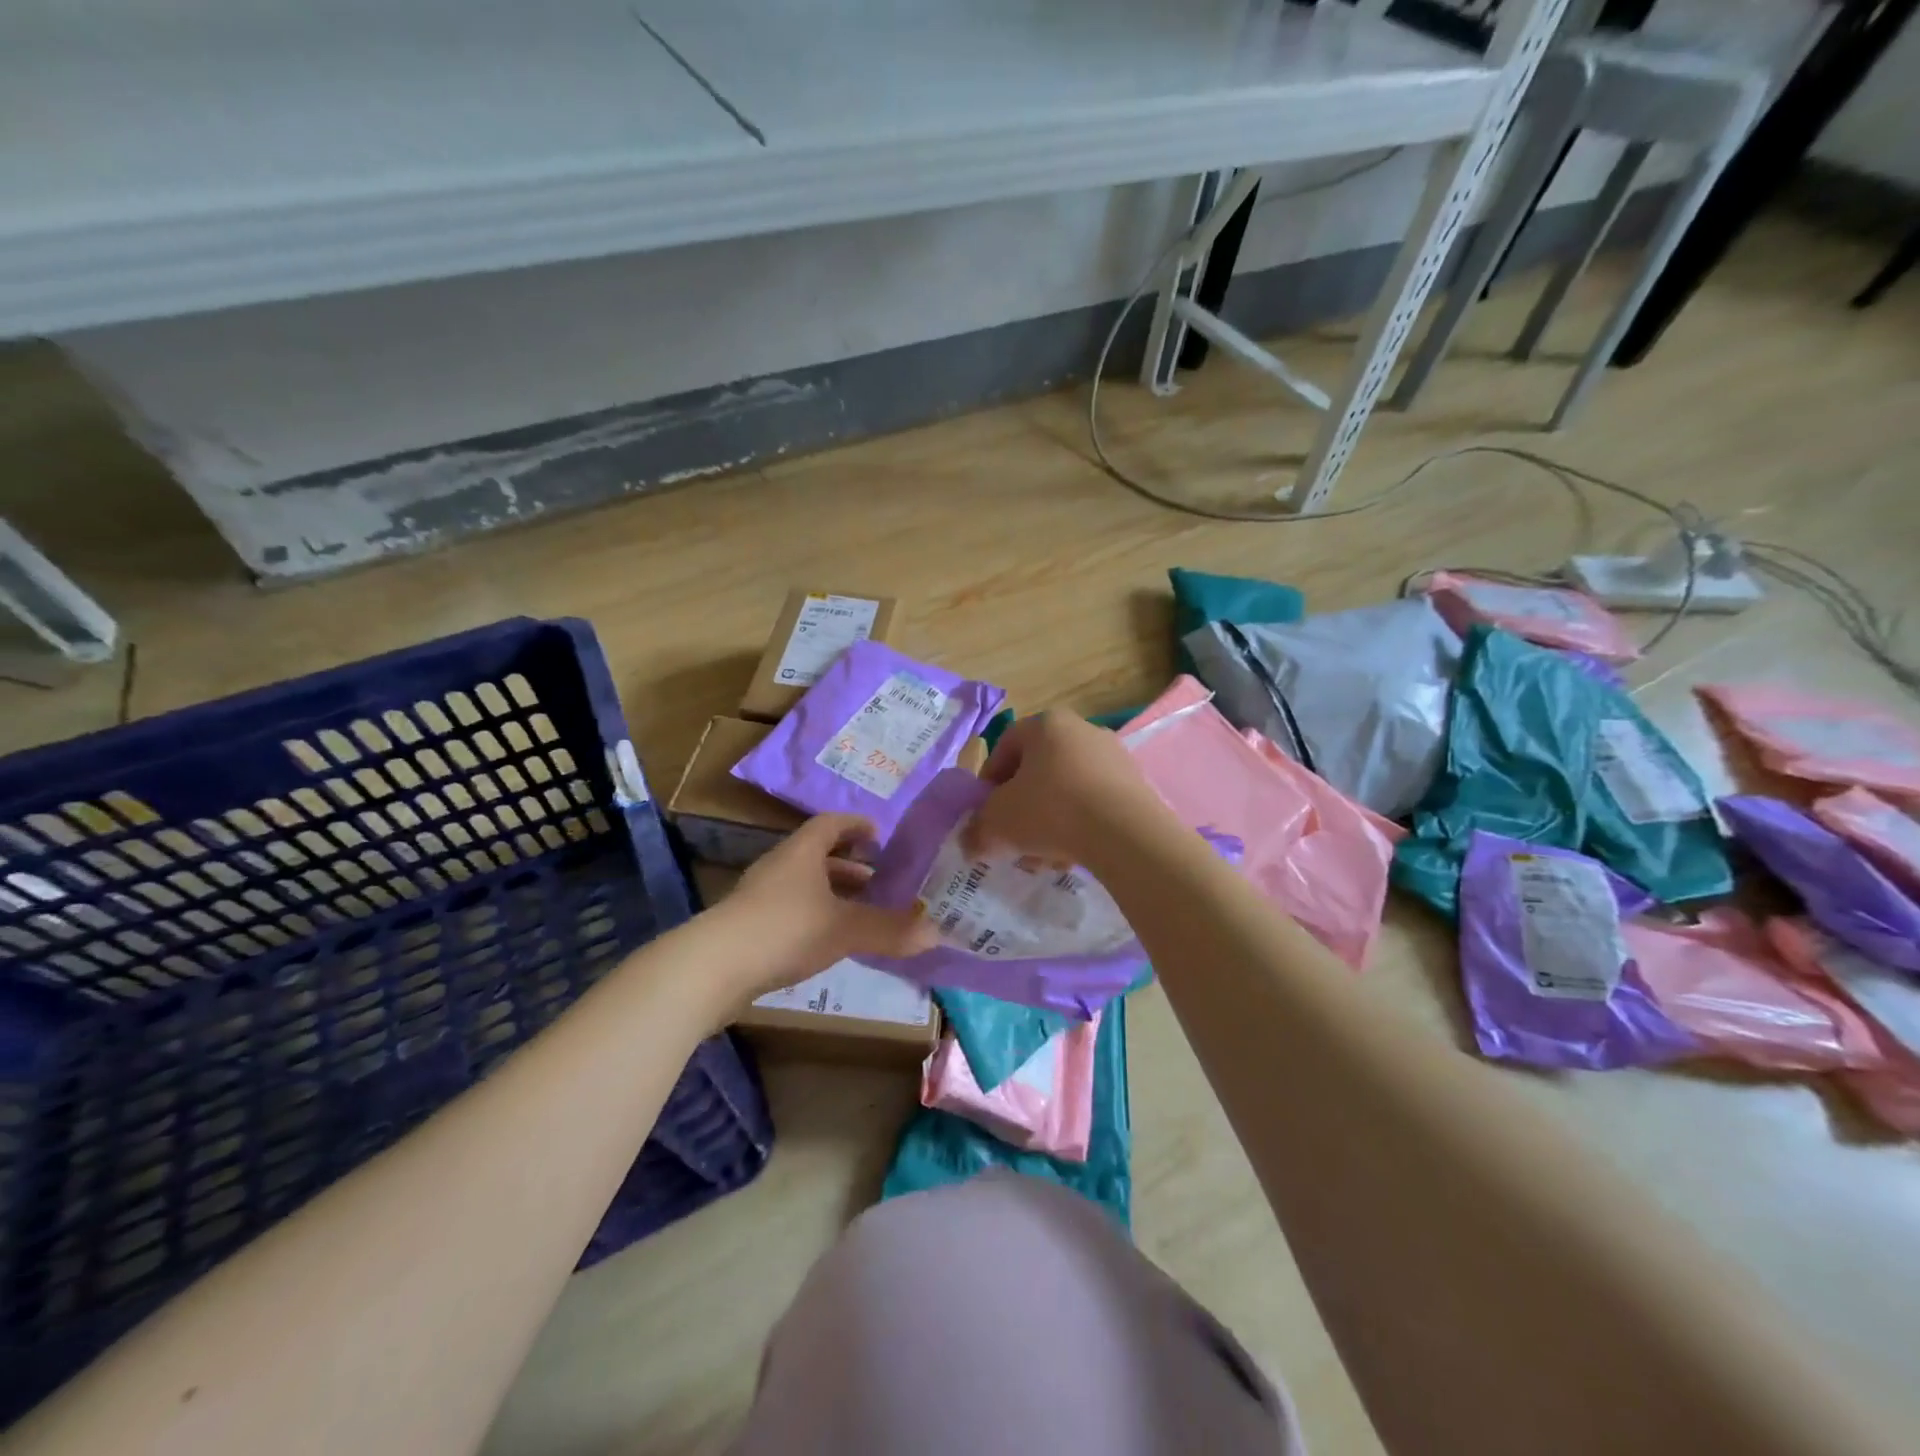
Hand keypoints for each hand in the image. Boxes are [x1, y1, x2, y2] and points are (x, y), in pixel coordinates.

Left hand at [723, 813, 937, 997]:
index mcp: (802, 852)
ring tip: (863, 913)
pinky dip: (817, 917)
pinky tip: (832, 942)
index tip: (881, 836)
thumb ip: (889, 930)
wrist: (713, 968)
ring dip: (834, 894)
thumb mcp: (844, 928)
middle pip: (819, 855)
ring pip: (805, 885)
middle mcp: (781, 866)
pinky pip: (793, 910)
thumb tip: (937, 933)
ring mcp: (761, 896)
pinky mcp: (750, 926)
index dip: (857, 826)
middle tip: (883, 881)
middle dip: (852, 866)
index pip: (831, 824)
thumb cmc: (785, 929)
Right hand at [963, 712, 1166, 868]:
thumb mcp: (999, 822)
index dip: (989, 781)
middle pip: (1038, 770)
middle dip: (1021, 808)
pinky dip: (1079, 825)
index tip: (986, 812)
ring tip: (1043, 857)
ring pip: (1066, 790)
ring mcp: (1113, 756)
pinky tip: (1072, 856)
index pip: (1005, 746)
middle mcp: (1082, 729)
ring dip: (1049, 822)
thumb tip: (969, 843)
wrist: (1125, 833)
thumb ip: (977, 830)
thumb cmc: (1051, 810)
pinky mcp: (1135, 784)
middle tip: (1013, 838)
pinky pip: (1095, 802)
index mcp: (1046, 724)